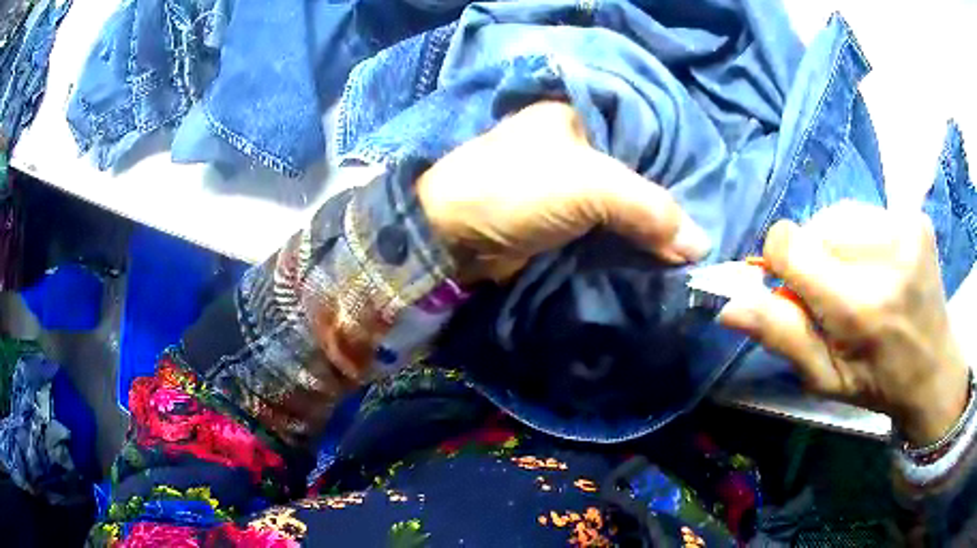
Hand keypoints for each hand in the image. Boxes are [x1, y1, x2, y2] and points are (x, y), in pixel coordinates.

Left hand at [417, 101, 710, 283]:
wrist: (451, 237)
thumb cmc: (516, 190)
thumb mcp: (589, 187)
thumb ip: (649, 209)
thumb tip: (701, 246)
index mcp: (577, 117)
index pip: (642, 137)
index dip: (674, 167)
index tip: (706, 197)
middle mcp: (574, 145)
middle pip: (634, 174)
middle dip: (663, 206)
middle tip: (699, 235)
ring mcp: (565, 185)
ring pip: (622, 206)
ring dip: (648, 230)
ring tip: (686, 252)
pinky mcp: (558, 220)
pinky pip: (605, 229)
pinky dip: (627, 243)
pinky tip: (656, 257)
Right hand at [719, 201, 969, 445]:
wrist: (934, 369)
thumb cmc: (877, 383)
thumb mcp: (824, 379)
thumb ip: (781, 336)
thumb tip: (730, 305)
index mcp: (861, 306)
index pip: (791, 244)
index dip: (781, 262)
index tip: (795, 288)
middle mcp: (887, 255)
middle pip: (816, 226)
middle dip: (814, 257)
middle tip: (833, 295)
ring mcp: (906, 228)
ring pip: (840, 214)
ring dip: (836, 244)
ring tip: (857, 279)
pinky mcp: (916, 217)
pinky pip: (866, 212)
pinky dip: (860, 236)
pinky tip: (877, 265)